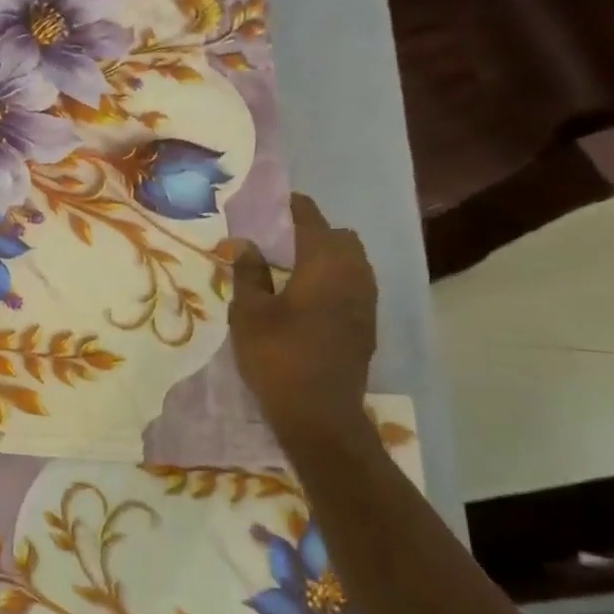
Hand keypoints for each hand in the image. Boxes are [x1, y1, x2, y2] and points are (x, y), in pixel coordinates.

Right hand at [230, 193, 378, 444]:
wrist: (319, 414)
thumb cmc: (277, 357)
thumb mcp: (250, 313)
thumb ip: (249, 273)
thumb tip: (246, 244)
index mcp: (324, 264)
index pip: (312, 220)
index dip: (295, 207)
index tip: (278, 200)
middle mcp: (354, 275)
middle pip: (341, 238)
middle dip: (316, 231)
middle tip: (282, 239)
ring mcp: (366, 302)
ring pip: (353, 262)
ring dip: (329, 256)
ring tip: (295, 267)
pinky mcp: (367, 325)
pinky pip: (355, 286)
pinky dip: (336, 279)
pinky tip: (310, 298)